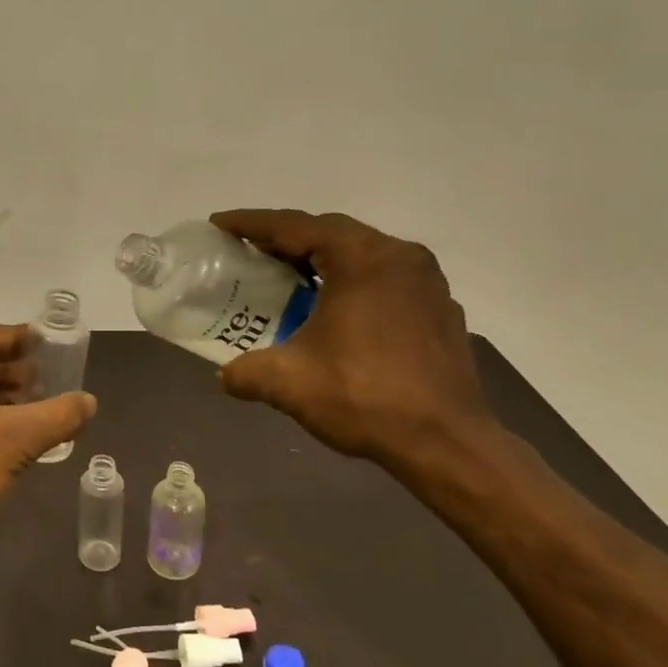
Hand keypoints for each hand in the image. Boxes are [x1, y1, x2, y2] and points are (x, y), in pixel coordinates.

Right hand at [208, 209, 496, 474]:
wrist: (448, 443)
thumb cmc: (365, 397)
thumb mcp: (289, 383)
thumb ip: (246, 372)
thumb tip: (225, 376)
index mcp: (361, 257)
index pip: (294, 226)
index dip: (251, 224)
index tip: (219, 223)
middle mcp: (398, 255)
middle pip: (329, 232)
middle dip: (286, 238)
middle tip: (249, 250)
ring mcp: (425, 280)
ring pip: (360, 253)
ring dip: (321, 258)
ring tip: (288, 275)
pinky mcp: (439, 306)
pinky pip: (384, 277)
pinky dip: (352, 280)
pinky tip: (336, 308)